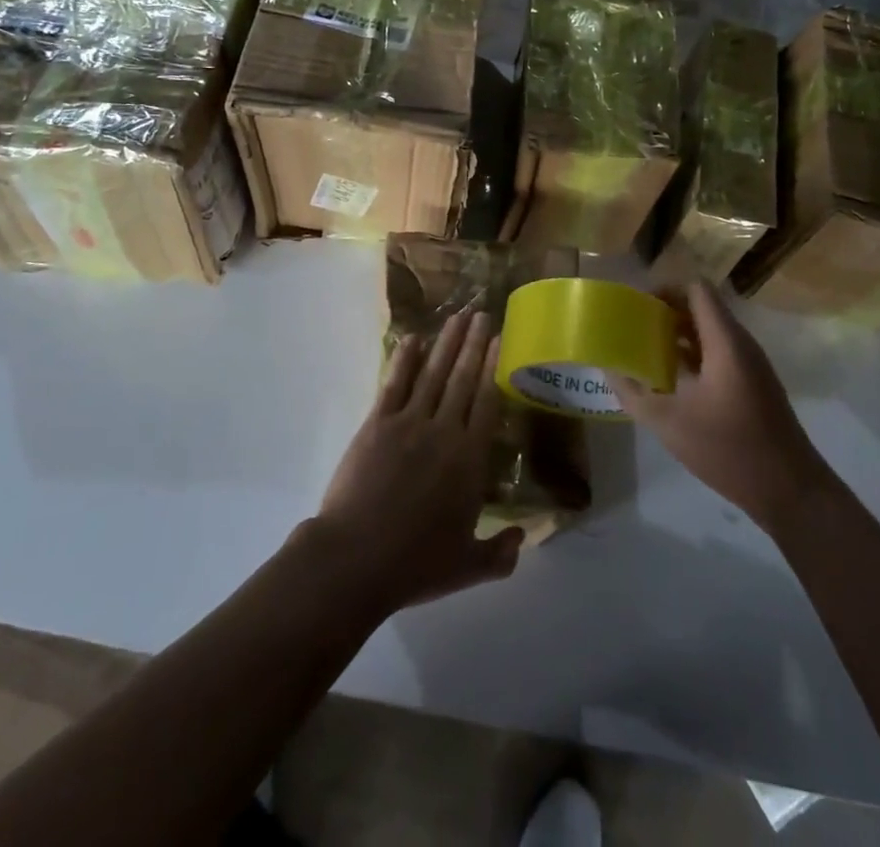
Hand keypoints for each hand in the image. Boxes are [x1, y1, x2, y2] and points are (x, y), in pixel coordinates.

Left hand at [310, 311, 522, 613]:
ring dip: (447, 342)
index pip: (487, 402)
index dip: (494, 367)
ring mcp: (408, 422)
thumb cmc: (415, 564)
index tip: (500, 339)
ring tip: (458, 316)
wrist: (355, 559)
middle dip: (474, 343)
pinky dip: (404, 359)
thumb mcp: (468, 566)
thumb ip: (501, 553)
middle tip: (482, 313)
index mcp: (469, 459)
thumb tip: (524, 536)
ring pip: (433, 372)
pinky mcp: (377, 424)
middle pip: (463, 378)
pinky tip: (414, 339)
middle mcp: (444, 430)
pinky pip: (394, 383)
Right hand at [611, 281, 833, 532]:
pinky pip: (719, 354)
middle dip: (666, 313)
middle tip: (634, 329)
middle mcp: (741, 344)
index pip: (696, 289)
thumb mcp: (669, 422)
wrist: (790, 491)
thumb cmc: (729, 449)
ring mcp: (751, 365)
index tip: (637, 307)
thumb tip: (607, 369)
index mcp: (724, 341)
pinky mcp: (754, 385)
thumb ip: (633, 393)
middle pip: (701, 308)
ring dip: (678, 336)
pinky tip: (670, 381)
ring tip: (645, 352)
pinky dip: (693, 356)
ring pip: (710, 333)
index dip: (665, 289)